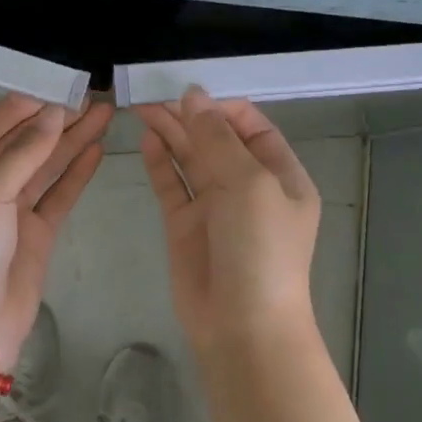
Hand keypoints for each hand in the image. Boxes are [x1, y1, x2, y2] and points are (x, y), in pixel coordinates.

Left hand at [0, 94, 111, 363]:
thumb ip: (22, 153)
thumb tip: (52, 114)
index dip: (19, 107)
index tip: (54, 89)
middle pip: (19, 144)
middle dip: (52, 121)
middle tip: (89, 99)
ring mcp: (7, 213)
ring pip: (42, 168)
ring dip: (70, 142)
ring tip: (103, 115)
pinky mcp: (33, 236)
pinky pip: (56, 196)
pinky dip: (75, 174)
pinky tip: (95, 151)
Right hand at [135, 88, 320, 356]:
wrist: (243, 326)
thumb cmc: (260, 248)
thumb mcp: (249, 184)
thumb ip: (218, 139)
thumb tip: (194, 96)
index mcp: (280, 174)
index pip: (251, 126)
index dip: (221, 108)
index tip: (189, 95)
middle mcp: (249, 186)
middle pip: (216, 139)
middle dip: (188, 116)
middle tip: (151, 94)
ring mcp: (216, 206)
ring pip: (190, 158)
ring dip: (170, 132)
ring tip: (141, 107)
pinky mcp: (186, 226)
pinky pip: (172, 185)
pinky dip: (160, 162)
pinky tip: (146, 140)